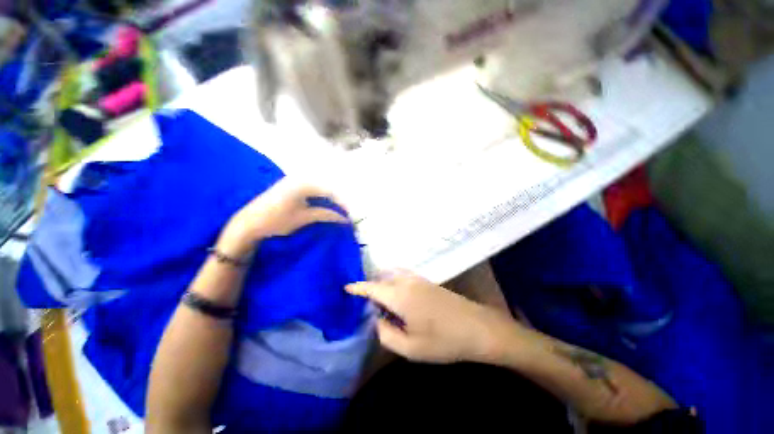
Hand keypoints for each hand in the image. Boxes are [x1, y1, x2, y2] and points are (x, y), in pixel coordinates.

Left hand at [219, 179, 349, 256]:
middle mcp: (299, 177)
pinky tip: (323, 207)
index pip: (330, 191)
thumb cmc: (276, 220)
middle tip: (344, 213)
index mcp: (304, 183)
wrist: (248, 224)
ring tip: (336, 211)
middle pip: (326, 188)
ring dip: (328, 200)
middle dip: (337, 201)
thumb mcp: (305, 218)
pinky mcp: (289, 187)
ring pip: (319, 189)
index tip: (350, 215)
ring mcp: (293, 181)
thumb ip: (327, 214)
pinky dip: (319, 199)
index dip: (342, 203)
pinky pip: (310, 191)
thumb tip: (345, 218)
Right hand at [346, 270, 514, 363]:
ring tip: (382, 302)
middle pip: (382, 277)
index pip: (372, 287)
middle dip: (371, 286)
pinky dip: (395, 282)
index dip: (357, 287)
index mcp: (399, 295)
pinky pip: (404, 276)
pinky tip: (399, 299)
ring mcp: (419, 279)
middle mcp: (407, 281)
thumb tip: (377, 321)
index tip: (346, 288)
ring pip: (394, 274)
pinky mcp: (428, 281)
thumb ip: (386, 334)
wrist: (478, 327)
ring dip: (384, 283)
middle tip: (366, 304)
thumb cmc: (443, 340)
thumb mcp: (410, 348)